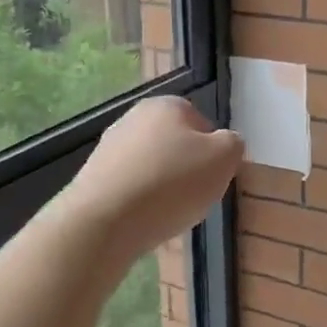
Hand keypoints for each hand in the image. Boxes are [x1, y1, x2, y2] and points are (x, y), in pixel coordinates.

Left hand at [58, 96, 243, 260]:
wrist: (105, 220)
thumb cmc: (172, 184)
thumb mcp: (223, 160)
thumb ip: (232, 144)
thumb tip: (225, 143)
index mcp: (167, 105)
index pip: (202, 123)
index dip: (213, 153)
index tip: (213, 178)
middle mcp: (134, 117)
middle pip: (175, 145)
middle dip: (186, 169)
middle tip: (194, 197)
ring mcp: (109, 146)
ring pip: (151, 166)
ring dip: (163, 187)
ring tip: (168, 213)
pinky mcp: (93, 176)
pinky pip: (130, 187)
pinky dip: (140, 202)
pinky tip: (143, 220)